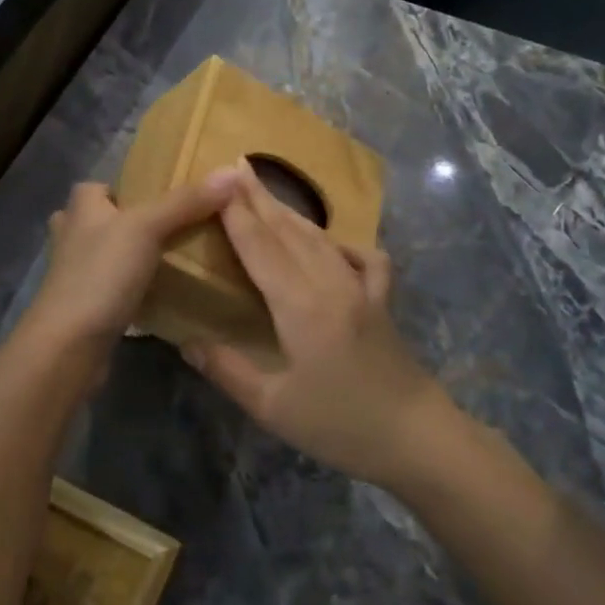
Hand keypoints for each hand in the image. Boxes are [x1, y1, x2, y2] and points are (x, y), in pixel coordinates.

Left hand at [17, 173, 236, 357]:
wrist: (69, 346)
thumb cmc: (101, 274)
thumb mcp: (146, 228)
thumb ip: (185, 202)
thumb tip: (231, 172)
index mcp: (80, 209)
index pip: (99, 186)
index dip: (127, 187)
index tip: (163, 195)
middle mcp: (72, 237)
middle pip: (104, 220)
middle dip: (133, 222)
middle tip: (176, 227)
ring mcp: (76, 275)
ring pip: (109, 254)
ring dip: (132, 255)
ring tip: (175, 257)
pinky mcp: (86, 306)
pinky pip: (114, 287)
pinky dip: (133, 287)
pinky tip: (162, 291)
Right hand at [181, 164, 454, 487]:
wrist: (417, 438)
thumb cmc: (341, 426)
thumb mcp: (274, 408)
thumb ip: (229, 370)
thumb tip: (187, 341)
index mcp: (300, 306)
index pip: (261, 248)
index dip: (237, 215)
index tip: (219, 181)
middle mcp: (330, 284)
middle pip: (289, 232)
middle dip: (260, 199)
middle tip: (238, 167)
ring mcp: (361, 288)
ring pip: (320, 239)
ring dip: (291, 214)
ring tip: (267, 194)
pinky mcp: (382, 301)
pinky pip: (364, 258)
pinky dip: (343, 244)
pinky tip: (331, 245)